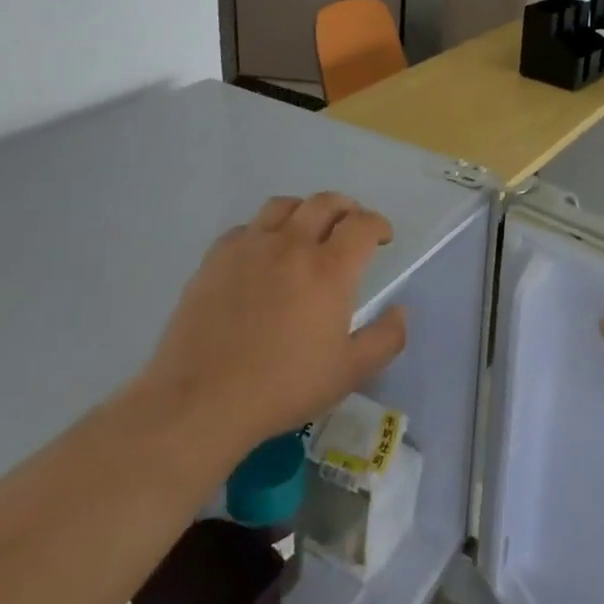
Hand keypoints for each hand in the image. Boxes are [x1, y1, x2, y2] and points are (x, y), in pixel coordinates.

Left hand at [139, 193, 407, 455]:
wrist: (202, 400)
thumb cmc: (283, 387)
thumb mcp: (350, 372)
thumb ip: (386, 338)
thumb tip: (401, 310)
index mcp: (330, 269)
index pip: (362, 224)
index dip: (378, 224)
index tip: (382, 238)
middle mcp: (292, 245)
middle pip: (325, 202)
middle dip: (347, 208)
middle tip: (351, 227)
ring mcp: (250, 247)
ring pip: (284, 205)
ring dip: (305, 211)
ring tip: (307, 230)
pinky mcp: (215, 258)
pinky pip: (246, 228)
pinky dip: (263, 231)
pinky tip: (262, 255)